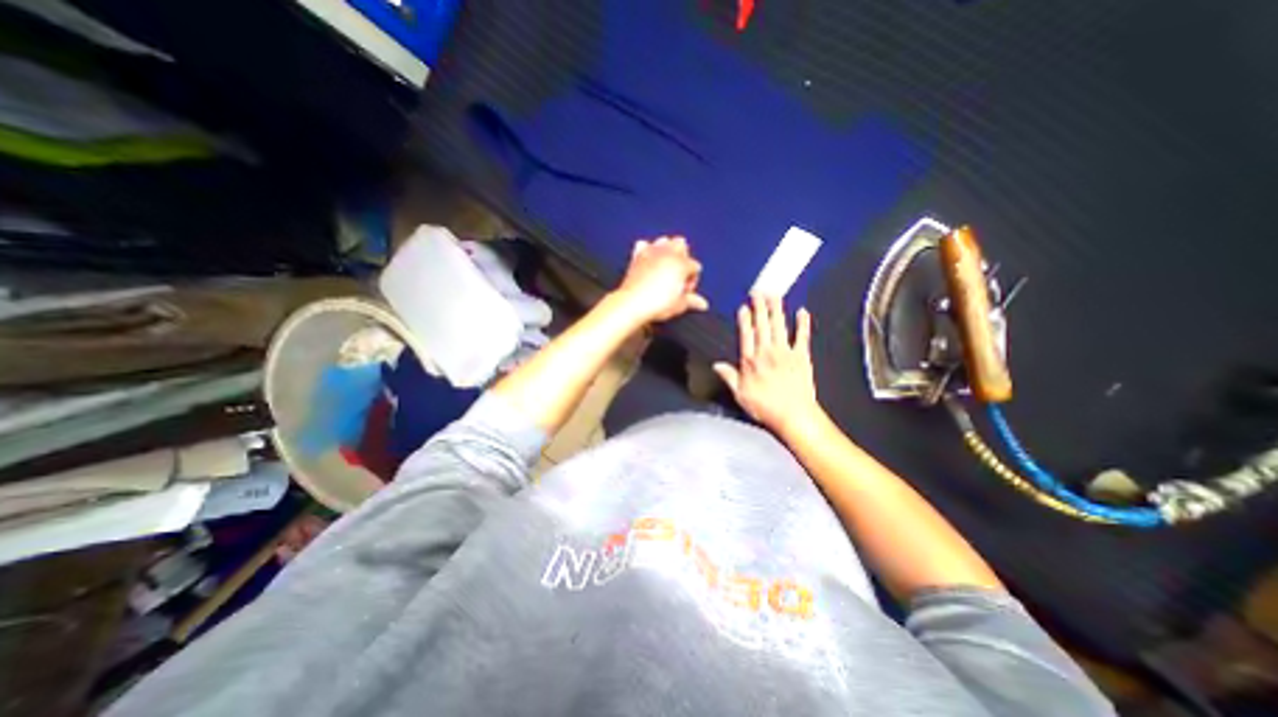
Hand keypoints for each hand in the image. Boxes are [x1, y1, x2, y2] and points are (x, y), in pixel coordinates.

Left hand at [611, 235, 707, 325]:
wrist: (633, 303)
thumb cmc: (657, 304)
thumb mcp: (679, 305)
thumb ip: (692, 300)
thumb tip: (702, 304)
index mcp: (682, 263)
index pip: (695, 266)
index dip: (692, 280)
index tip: (685, 292)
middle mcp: (668, 253)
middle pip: (681, 244)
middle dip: (682, 258)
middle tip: (678, 276)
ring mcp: (652, 252)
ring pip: (664, 240)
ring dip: (666, 250)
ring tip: (665, 267)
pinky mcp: (637, 256)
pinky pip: (643, 245)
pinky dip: (646, 250)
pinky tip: (648, 261)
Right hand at [716, 295, 822, 433]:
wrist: (794, 415)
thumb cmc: (766, 407)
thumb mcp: (740, 394)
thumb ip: (729, 377)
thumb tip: (717, 365)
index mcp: (751, 361)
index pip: (746, 334)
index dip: (745, 319)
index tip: (744, 307)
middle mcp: (767, 352)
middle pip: (763, 325)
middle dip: (760, 307)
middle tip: (758, 292)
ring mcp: (786, 353)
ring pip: (780, 325)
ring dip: (777, 309)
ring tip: (775, 295)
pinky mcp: (802, 357)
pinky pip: (802, 336)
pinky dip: (803, 324)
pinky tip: (803, 312)